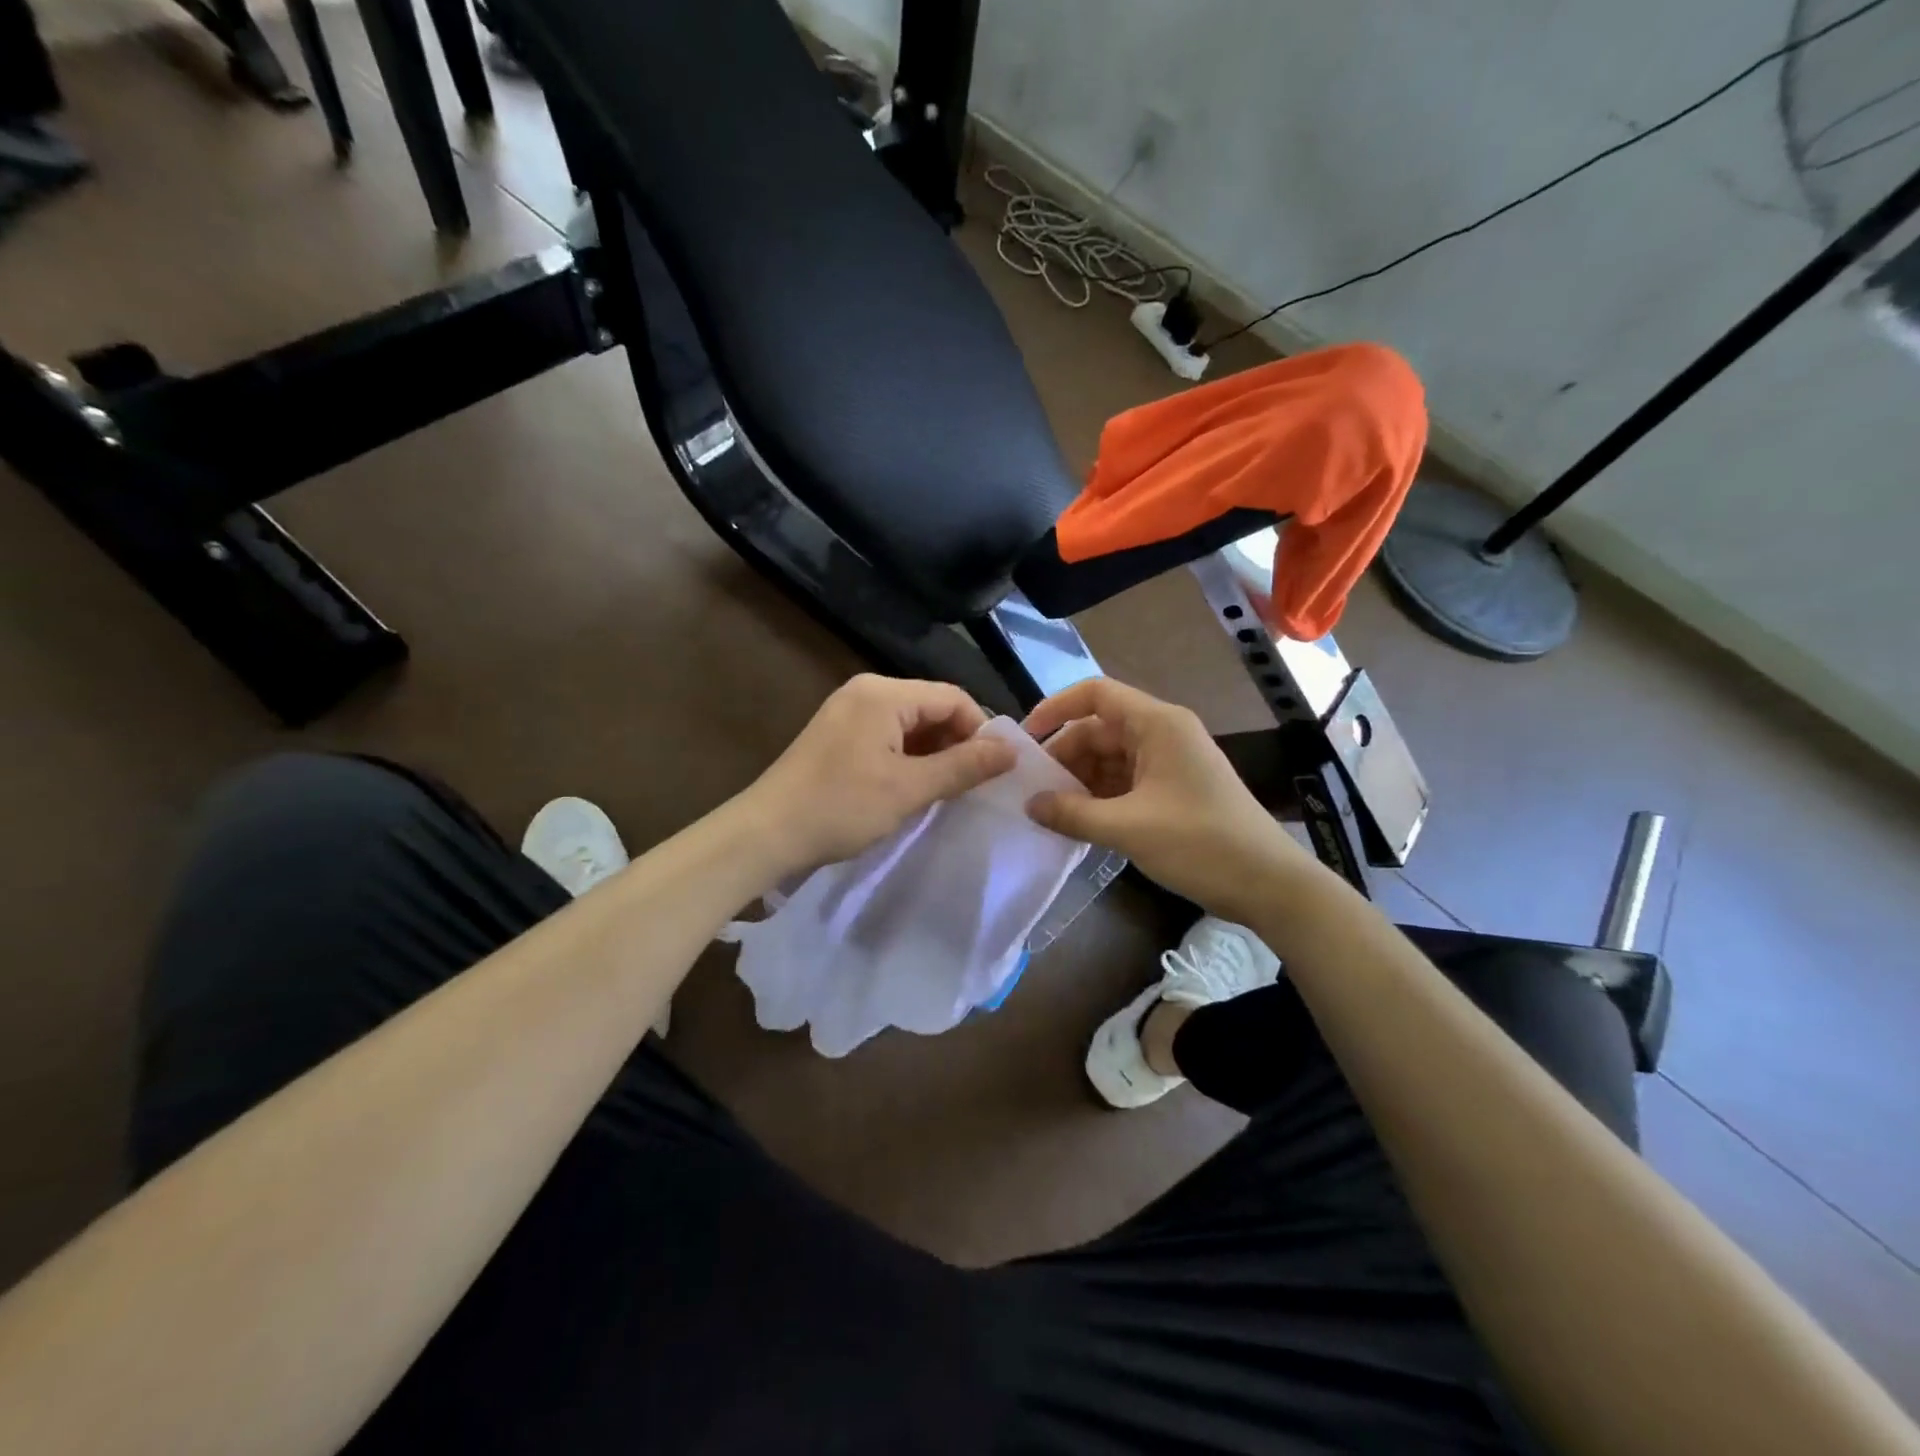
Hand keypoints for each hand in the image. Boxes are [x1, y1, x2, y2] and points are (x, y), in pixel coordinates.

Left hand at [744, 674, 1017, 875]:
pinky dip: (908, 758)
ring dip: (933, 754)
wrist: (765, 833)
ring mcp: (849, 711)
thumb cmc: (841, 807)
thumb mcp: (909, 789)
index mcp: (884, 693)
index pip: (953, 697)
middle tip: (970, 786)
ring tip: (944, 791)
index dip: (980, 731)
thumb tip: (1011, 751)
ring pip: (911, 724)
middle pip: (932, 707)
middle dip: (956, 743)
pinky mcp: (839, 734)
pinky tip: (912, 788)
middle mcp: (867, 691)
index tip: (993, 772)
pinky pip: (888, 736)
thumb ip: (963, 766)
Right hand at [1024, 678, 1309, 921]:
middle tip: (1032, 790)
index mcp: (1157, 724)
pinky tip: (1079, 822)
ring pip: (1110, 758)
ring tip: (1050, 811)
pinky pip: (1125, 781)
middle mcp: (1162, 733)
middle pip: (1099, 729)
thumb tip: (1029, 804)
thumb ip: (1072, 814)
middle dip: (1065, 756)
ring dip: (1080, 781)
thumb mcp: (1128, 828)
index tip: (1026, 740)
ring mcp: (1170, 762)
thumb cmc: (1200, 844)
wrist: (1269, 884)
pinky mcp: (1174, 789)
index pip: (1096, 694)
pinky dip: (1100, 797)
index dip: (1056, 708)